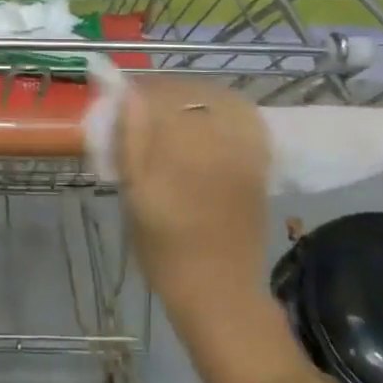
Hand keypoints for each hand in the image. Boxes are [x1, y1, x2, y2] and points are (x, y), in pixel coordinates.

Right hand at [115, 75, 271, 325]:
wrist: (218, 291)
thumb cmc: (165, 249)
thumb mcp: (135, 196)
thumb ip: (131, 141)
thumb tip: (127, 95)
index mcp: (182, 147)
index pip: (160, 96)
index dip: (139, 92)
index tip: (124, 99)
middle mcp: (218, 140)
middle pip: (190, 94)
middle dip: (165, 94)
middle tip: (145, 109)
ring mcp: (244, 149)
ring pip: (218, 101)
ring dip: (193, 100)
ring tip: (175, 114)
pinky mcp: (258, 162)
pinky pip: (244, 119)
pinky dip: (224, 112)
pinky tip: (208, 124)